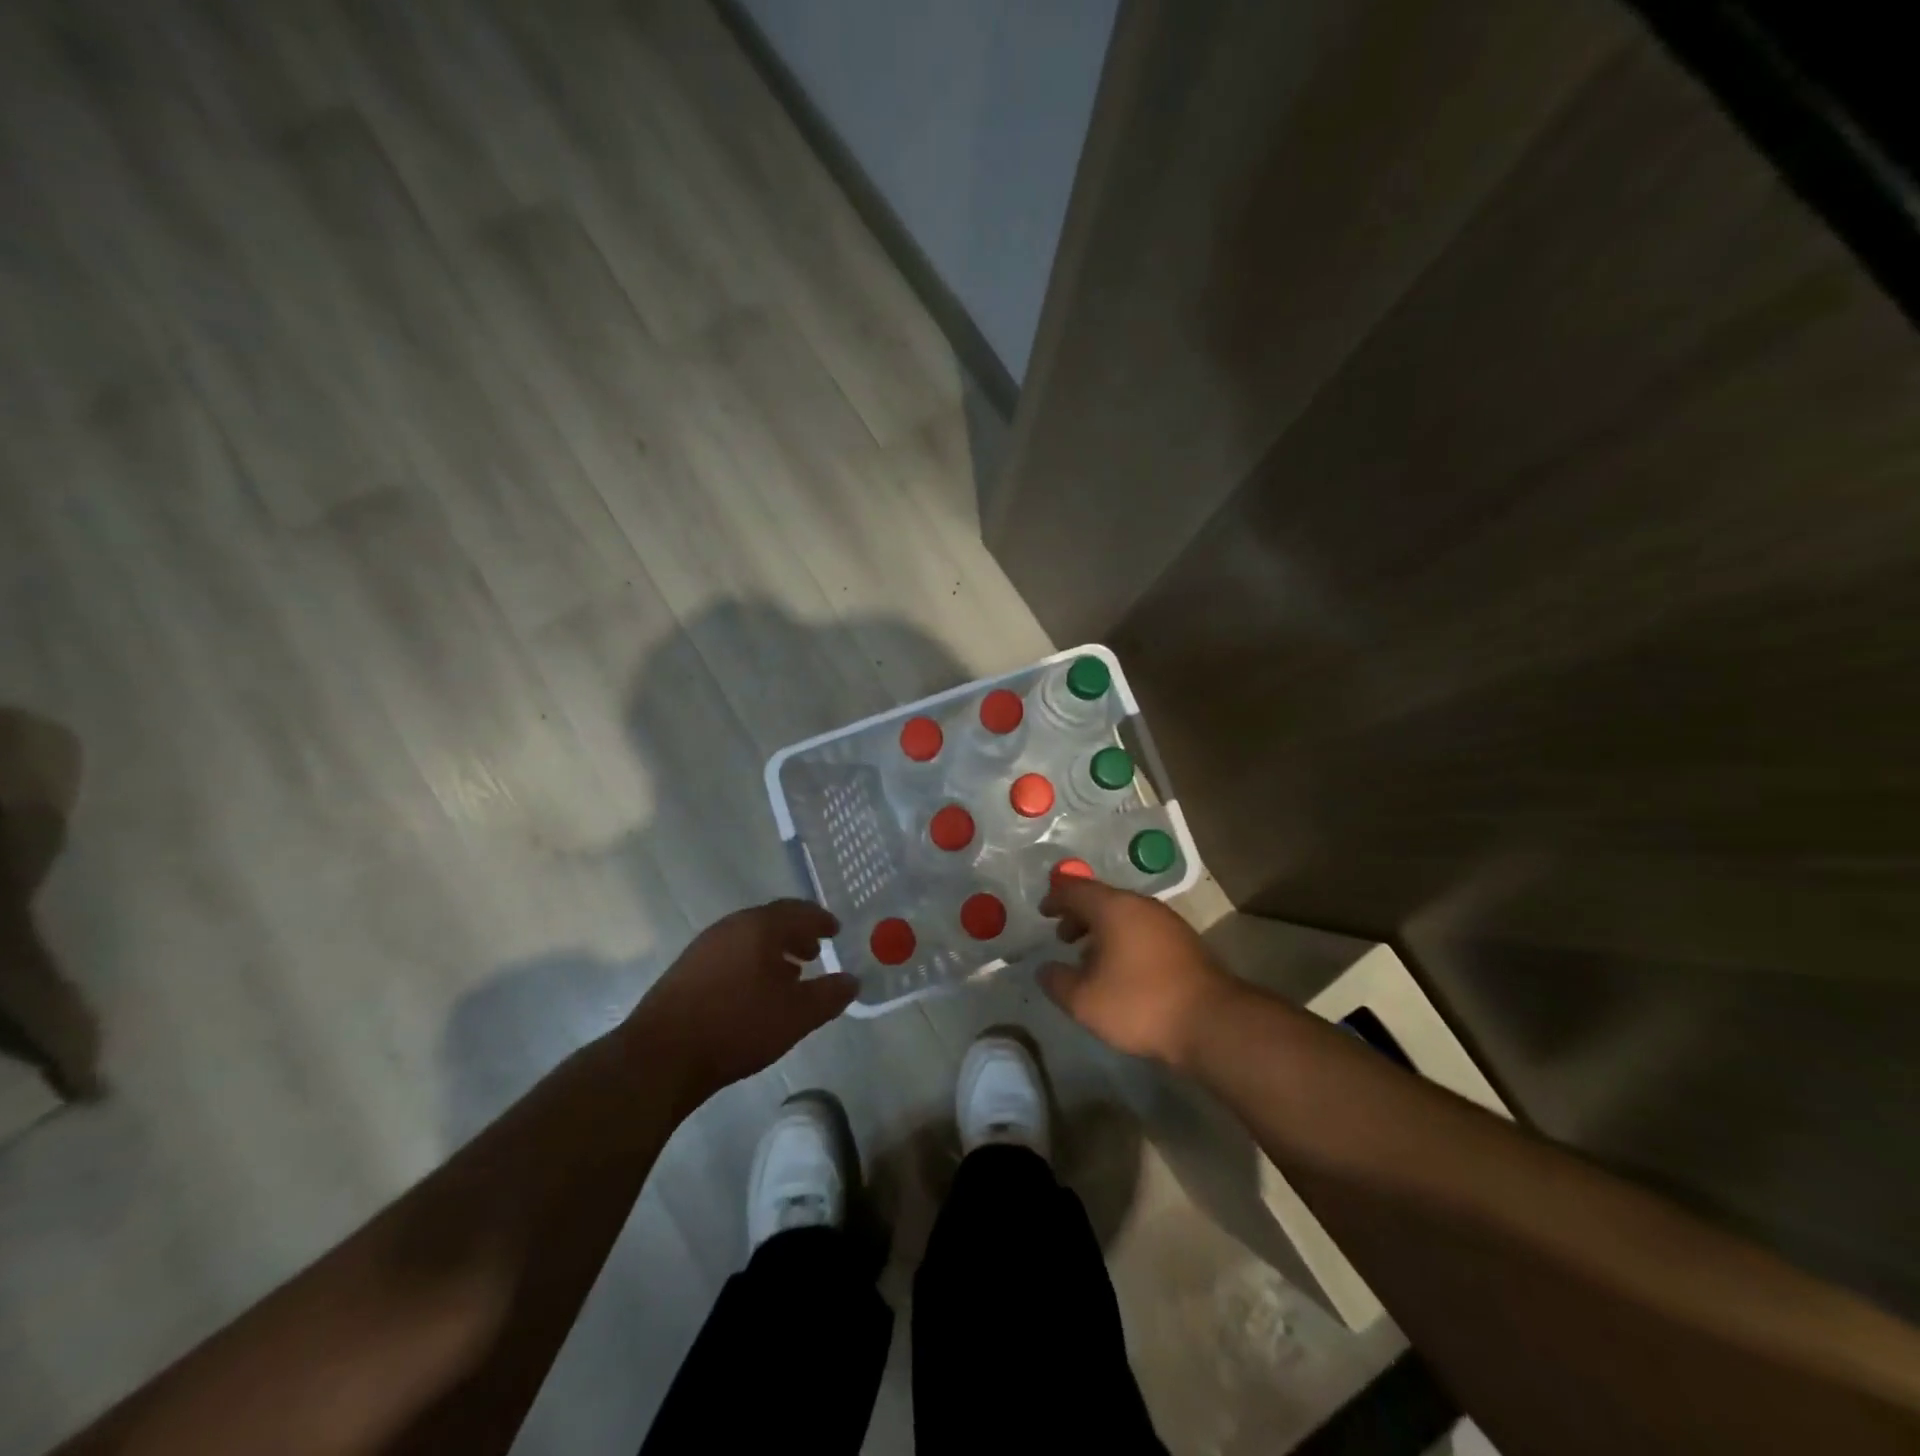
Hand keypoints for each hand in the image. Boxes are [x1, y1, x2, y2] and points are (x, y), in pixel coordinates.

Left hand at [627, 899, 852, 1104]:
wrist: (661, 1057)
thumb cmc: (737, 1026)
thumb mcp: (796, 1015)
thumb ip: (829, 995)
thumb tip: (852, 981)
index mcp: (759, 927)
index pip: (798, 911)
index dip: (820, 920)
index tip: (836, 930)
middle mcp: (730, 927)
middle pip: (771, 920)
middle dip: (797, 934)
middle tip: (816, 950)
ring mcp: (703, 947)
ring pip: (748, 938)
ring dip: (773, 950)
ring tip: (790, 973)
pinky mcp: (686, 971)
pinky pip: (730, 954)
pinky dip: (751, 962)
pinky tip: (755, 991)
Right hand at [1037, 876, 1239, 1070]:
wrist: (1212, 1022)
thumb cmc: (1140, 1004)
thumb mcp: (1084, 1000)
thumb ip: (1057, 981)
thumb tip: (1045, 969)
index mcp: (1114, 907)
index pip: (1076, 889)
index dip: (1056, 898)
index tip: (1042, 912)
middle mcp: (1141, 905)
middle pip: (1102, 899)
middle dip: (1078, 915)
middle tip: (1062, 937)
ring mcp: (1167, 921)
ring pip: (1125, 915)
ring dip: (1102, 930)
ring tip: (1089, 958)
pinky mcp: (1185, 942)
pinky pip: (1143, 929)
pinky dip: (1124, 940)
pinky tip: (1121, 969)